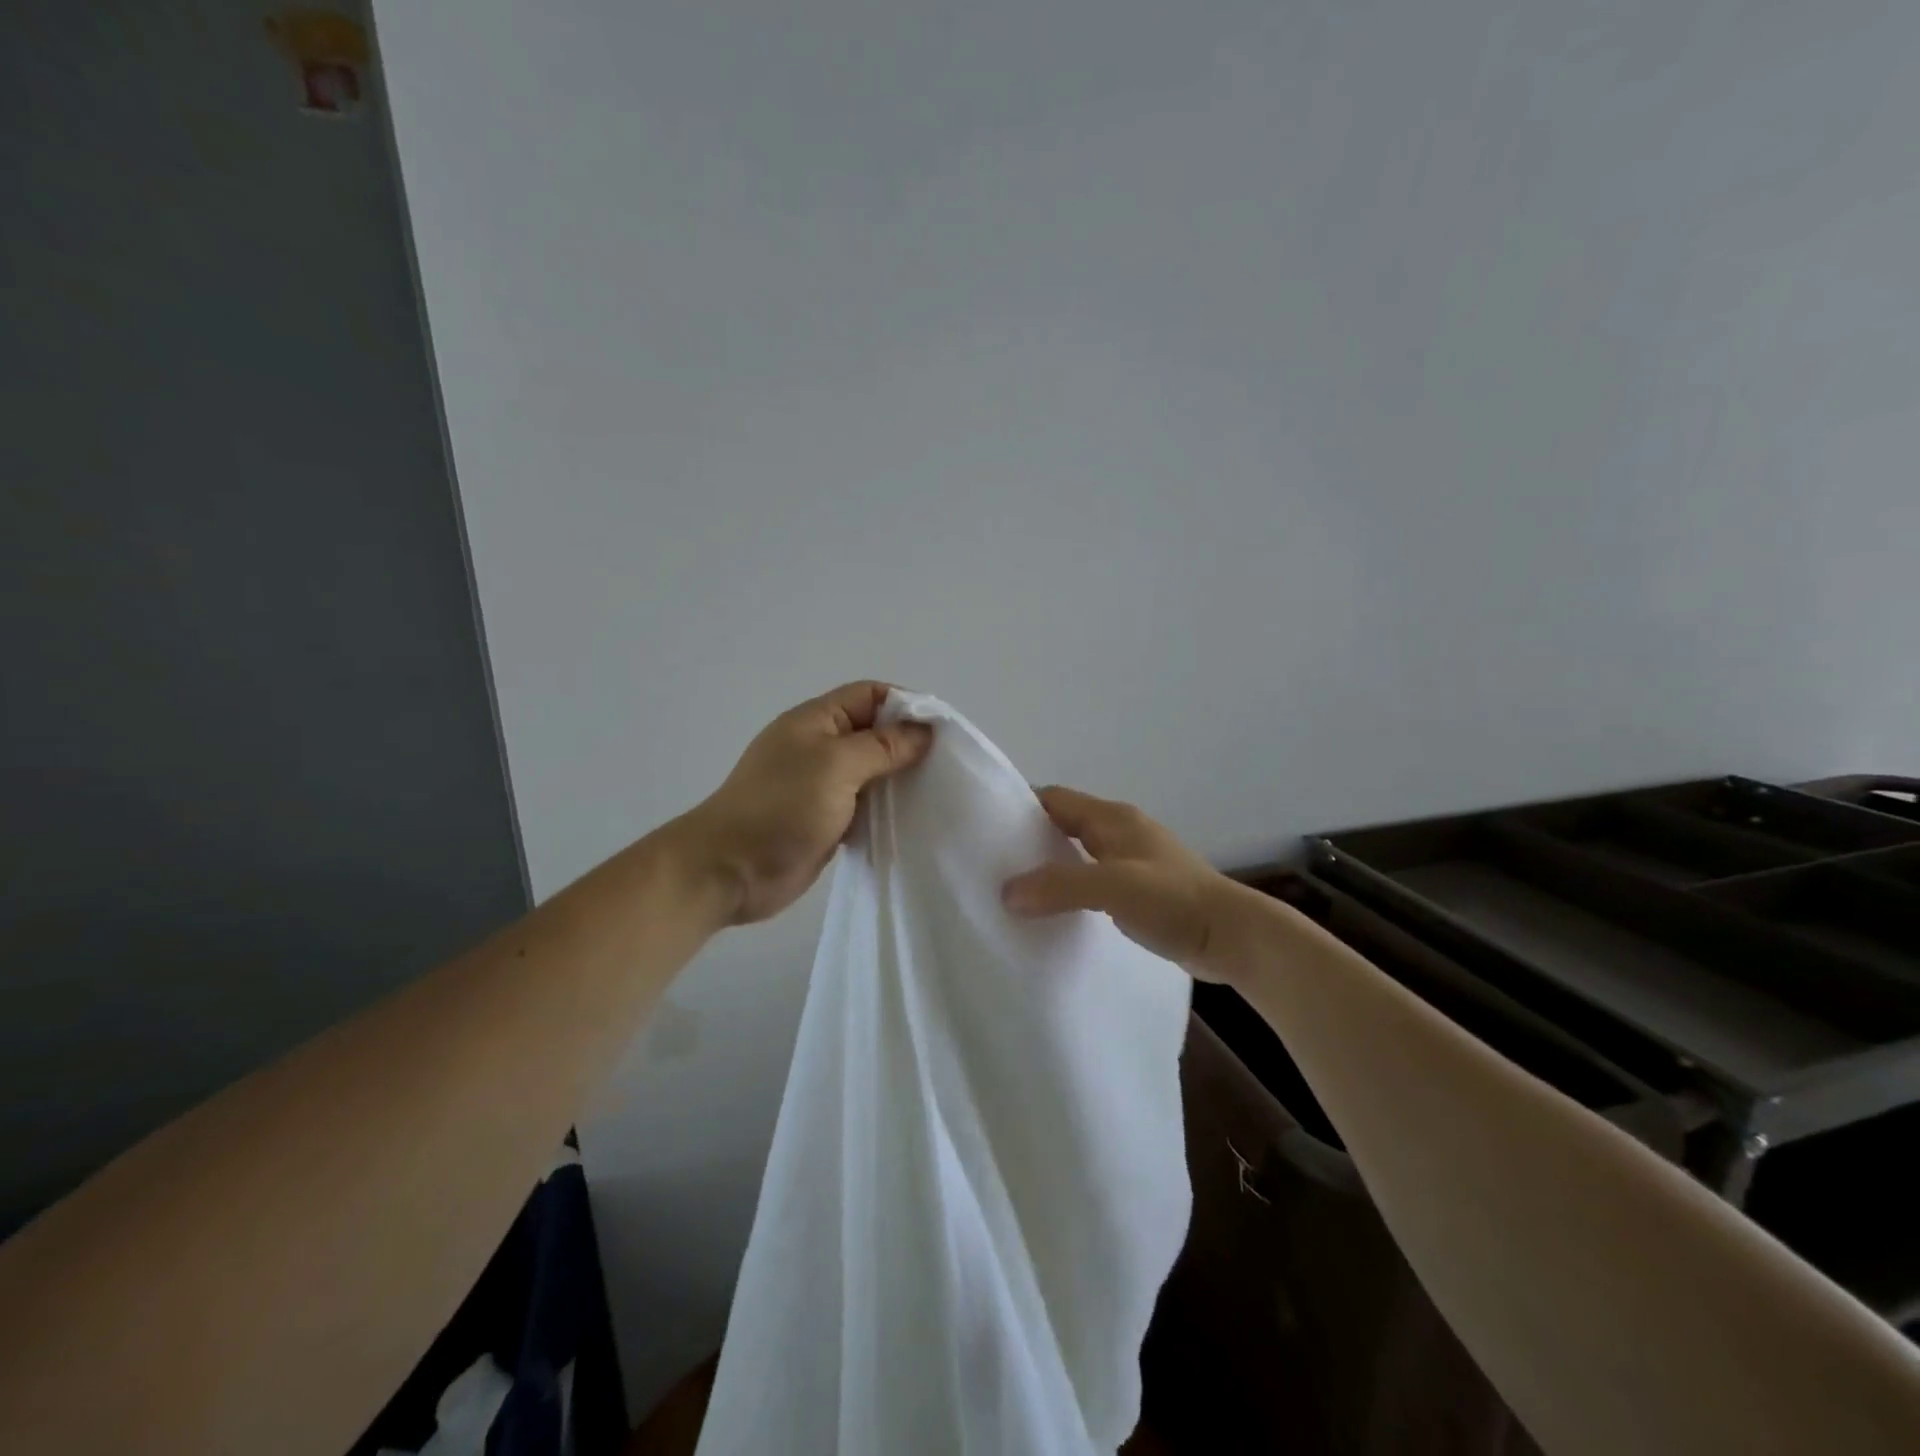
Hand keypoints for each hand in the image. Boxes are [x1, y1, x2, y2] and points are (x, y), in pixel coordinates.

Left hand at [676, 681, 933, 924]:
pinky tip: (913, 819)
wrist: (729, 870)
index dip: (906, 705)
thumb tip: (924, 732)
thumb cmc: (780, 807)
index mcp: (816, 721)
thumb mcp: (835, 766)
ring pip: (873, 771)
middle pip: (874, 733)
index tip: (941, 730)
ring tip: (938, 791)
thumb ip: (882, 747)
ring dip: (901, 779)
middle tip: (948, 764)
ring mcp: (822, 785)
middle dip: (909, 744)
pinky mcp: (827, 819)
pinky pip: (865, 804)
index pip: (870, 695)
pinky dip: (888, 808)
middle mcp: (820, 747)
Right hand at [1001, 786, 1256, 982]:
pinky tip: (1057, 912)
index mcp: (1113, 819)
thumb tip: (1007, 892)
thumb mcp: (1113, 888)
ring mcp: (1134, 861)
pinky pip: (1094, 880)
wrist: (1234, 937)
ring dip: (1051, 867)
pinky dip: (1072, 889)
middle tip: (994, 864)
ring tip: (1017, 891)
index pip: (1055, 799)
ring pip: (1079, 854)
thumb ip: (1060, 885)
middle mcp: (1121, 832)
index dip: (1020, 807)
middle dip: (1030, 839)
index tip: (985, 829)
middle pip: (1064, 824)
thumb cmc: (1174, 901)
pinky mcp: (1142, 890)